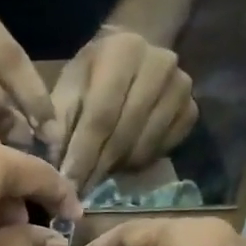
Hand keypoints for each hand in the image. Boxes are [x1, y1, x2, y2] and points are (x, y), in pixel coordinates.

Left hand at [49, 27, 197, 193]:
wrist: (132, 54)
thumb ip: (58, 122)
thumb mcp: (68, 87)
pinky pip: (162, 150)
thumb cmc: (91, 75)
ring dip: (116, 168)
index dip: (82, 154)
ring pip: (144, 146)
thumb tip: (54, 164)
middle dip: (96, 168)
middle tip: (77, 193)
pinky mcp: (192, 109)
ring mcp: (181, 87)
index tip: (66, 183)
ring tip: (95, 175)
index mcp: (123, 52)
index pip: (101, 115)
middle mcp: (160, 64)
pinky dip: (138, 163)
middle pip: (124, 133)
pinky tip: (120, 162)